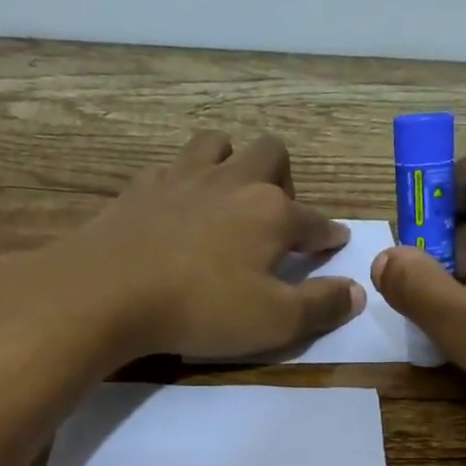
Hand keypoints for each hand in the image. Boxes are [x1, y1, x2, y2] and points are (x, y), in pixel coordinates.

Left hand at [21, 131, 363, 362]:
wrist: (108, 291)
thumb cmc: (202, 307)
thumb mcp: (274, 321)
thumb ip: (321, 305)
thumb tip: (357, 292)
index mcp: (271, 212)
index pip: (314, 220)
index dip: (328, 234)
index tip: (334, 244)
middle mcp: (233, 182)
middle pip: (270, 154)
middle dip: (283, 179)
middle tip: (276, 217)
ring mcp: (183, 178)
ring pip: (218, 144)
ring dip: (232, 162)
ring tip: (229, 197)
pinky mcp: (142, 187)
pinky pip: (173, 166)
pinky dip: (186, 180)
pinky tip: (179, 205)